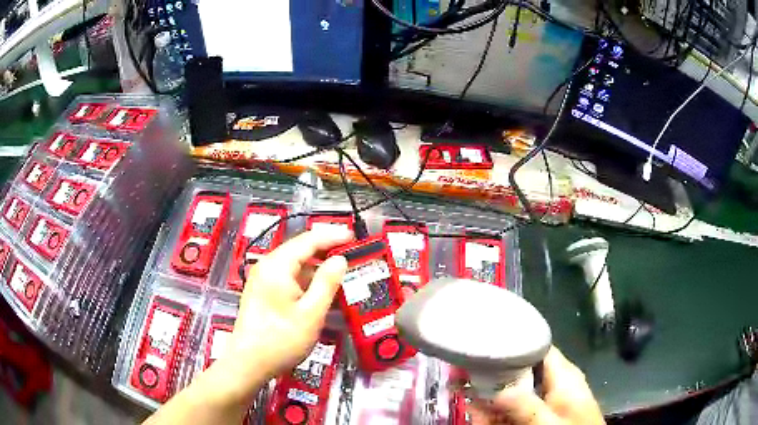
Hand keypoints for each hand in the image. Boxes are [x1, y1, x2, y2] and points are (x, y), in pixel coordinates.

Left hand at [216, 228, 352, 401]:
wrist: (249, 363)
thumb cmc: (281, 339)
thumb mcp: (311, 313)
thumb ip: (327, 283)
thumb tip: (340, 259)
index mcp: (277, 266)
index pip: (308, 240)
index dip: (333, 236)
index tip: (354, 237)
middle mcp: (267, 266)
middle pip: (300, 250)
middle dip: (326, 251)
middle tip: (351, 255)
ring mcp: (262, 279)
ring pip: (295, 265)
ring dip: (317, 268)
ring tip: (341, 274)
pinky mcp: (263, 292)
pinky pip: (288, 278)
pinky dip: (306, 281)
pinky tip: (320, 292)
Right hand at [468, 347, 604, 424]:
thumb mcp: (551, 422)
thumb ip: (528, 407)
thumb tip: (497, 390)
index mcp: (563, 375)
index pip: (538, 347)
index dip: (513, 342)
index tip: (483, 343)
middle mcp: (553, 382)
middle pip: (520, 369)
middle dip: (491, 373)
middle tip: (461, 371)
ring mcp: (545, 399)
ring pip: (513, 391)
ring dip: (489, 394)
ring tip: (459, 388)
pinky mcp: (539, 412)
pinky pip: (515, 408)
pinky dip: (496, 410)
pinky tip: (476, 412)